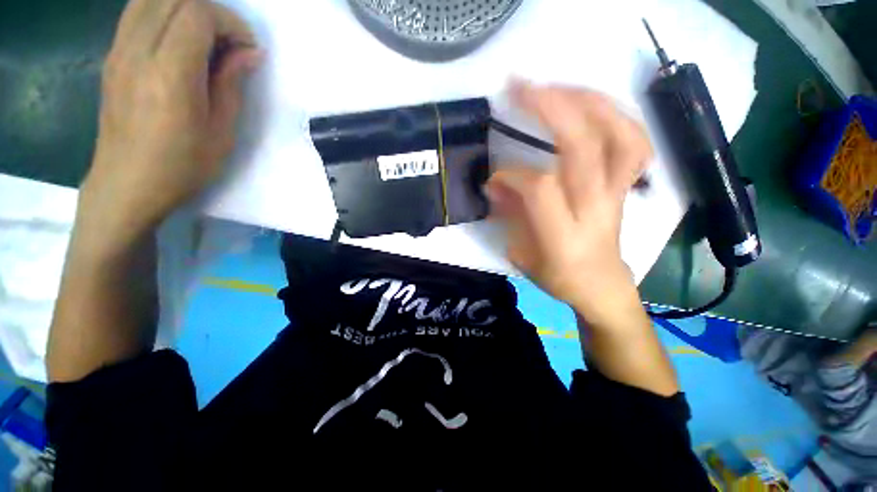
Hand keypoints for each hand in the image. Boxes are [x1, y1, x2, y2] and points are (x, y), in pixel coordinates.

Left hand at [81, 0, 260, 233]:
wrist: (127, 183)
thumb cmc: (182, 165)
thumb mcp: (221, 131)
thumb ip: (232, 84)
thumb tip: (249, 53)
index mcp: (169, 74)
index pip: (198, 14)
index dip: (230, 23)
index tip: (248, 49)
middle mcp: (138, 51)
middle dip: (211, 12)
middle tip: (230, 43)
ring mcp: (119, 50)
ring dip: (186, 9)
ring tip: (206, 39)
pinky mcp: (113, 56)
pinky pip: (137, 13)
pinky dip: (164, 14)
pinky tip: (180, 40)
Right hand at [487, 82, 651, 320]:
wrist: (602, 286)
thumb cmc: (558, 277)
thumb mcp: (522, 255)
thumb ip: (509, 216)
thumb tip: (494, 184)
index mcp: (564, 235)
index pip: (540, 188)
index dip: (512, 174)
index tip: (494, 177)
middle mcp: (595, 208)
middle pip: (583, 147)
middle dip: (550, 108)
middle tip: (520, 87)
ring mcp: (617, 193)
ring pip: (618, 135)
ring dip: (587, 101)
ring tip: (558, 86)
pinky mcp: (626, 186)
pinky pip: (635, 142)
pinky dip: (617, 115)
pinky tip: (593, 104)